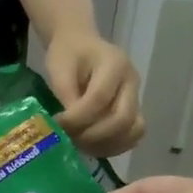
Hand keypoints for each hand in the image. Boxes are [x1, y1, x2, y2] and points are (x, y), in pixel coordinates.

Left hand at [45, 31, 146, 157]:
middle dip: (92, 136)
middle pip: (122, 119)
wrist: (81, 46)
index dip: (76, 118)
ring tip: (80, 144)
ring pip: (132, 131)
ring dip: (105, 145)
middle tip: (69, 139)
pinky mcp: (133, 112)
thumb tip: (69, 127)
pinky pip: (131, 137)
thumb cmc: (68, 55)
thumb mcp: (60, 68)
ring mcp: (136, 98)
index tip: (57, 125)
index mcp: (115, 63)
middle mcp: (132, 82)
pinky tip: (91, 147)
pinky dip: (112, 147)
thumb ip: (66, 95)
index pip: (99, 99)